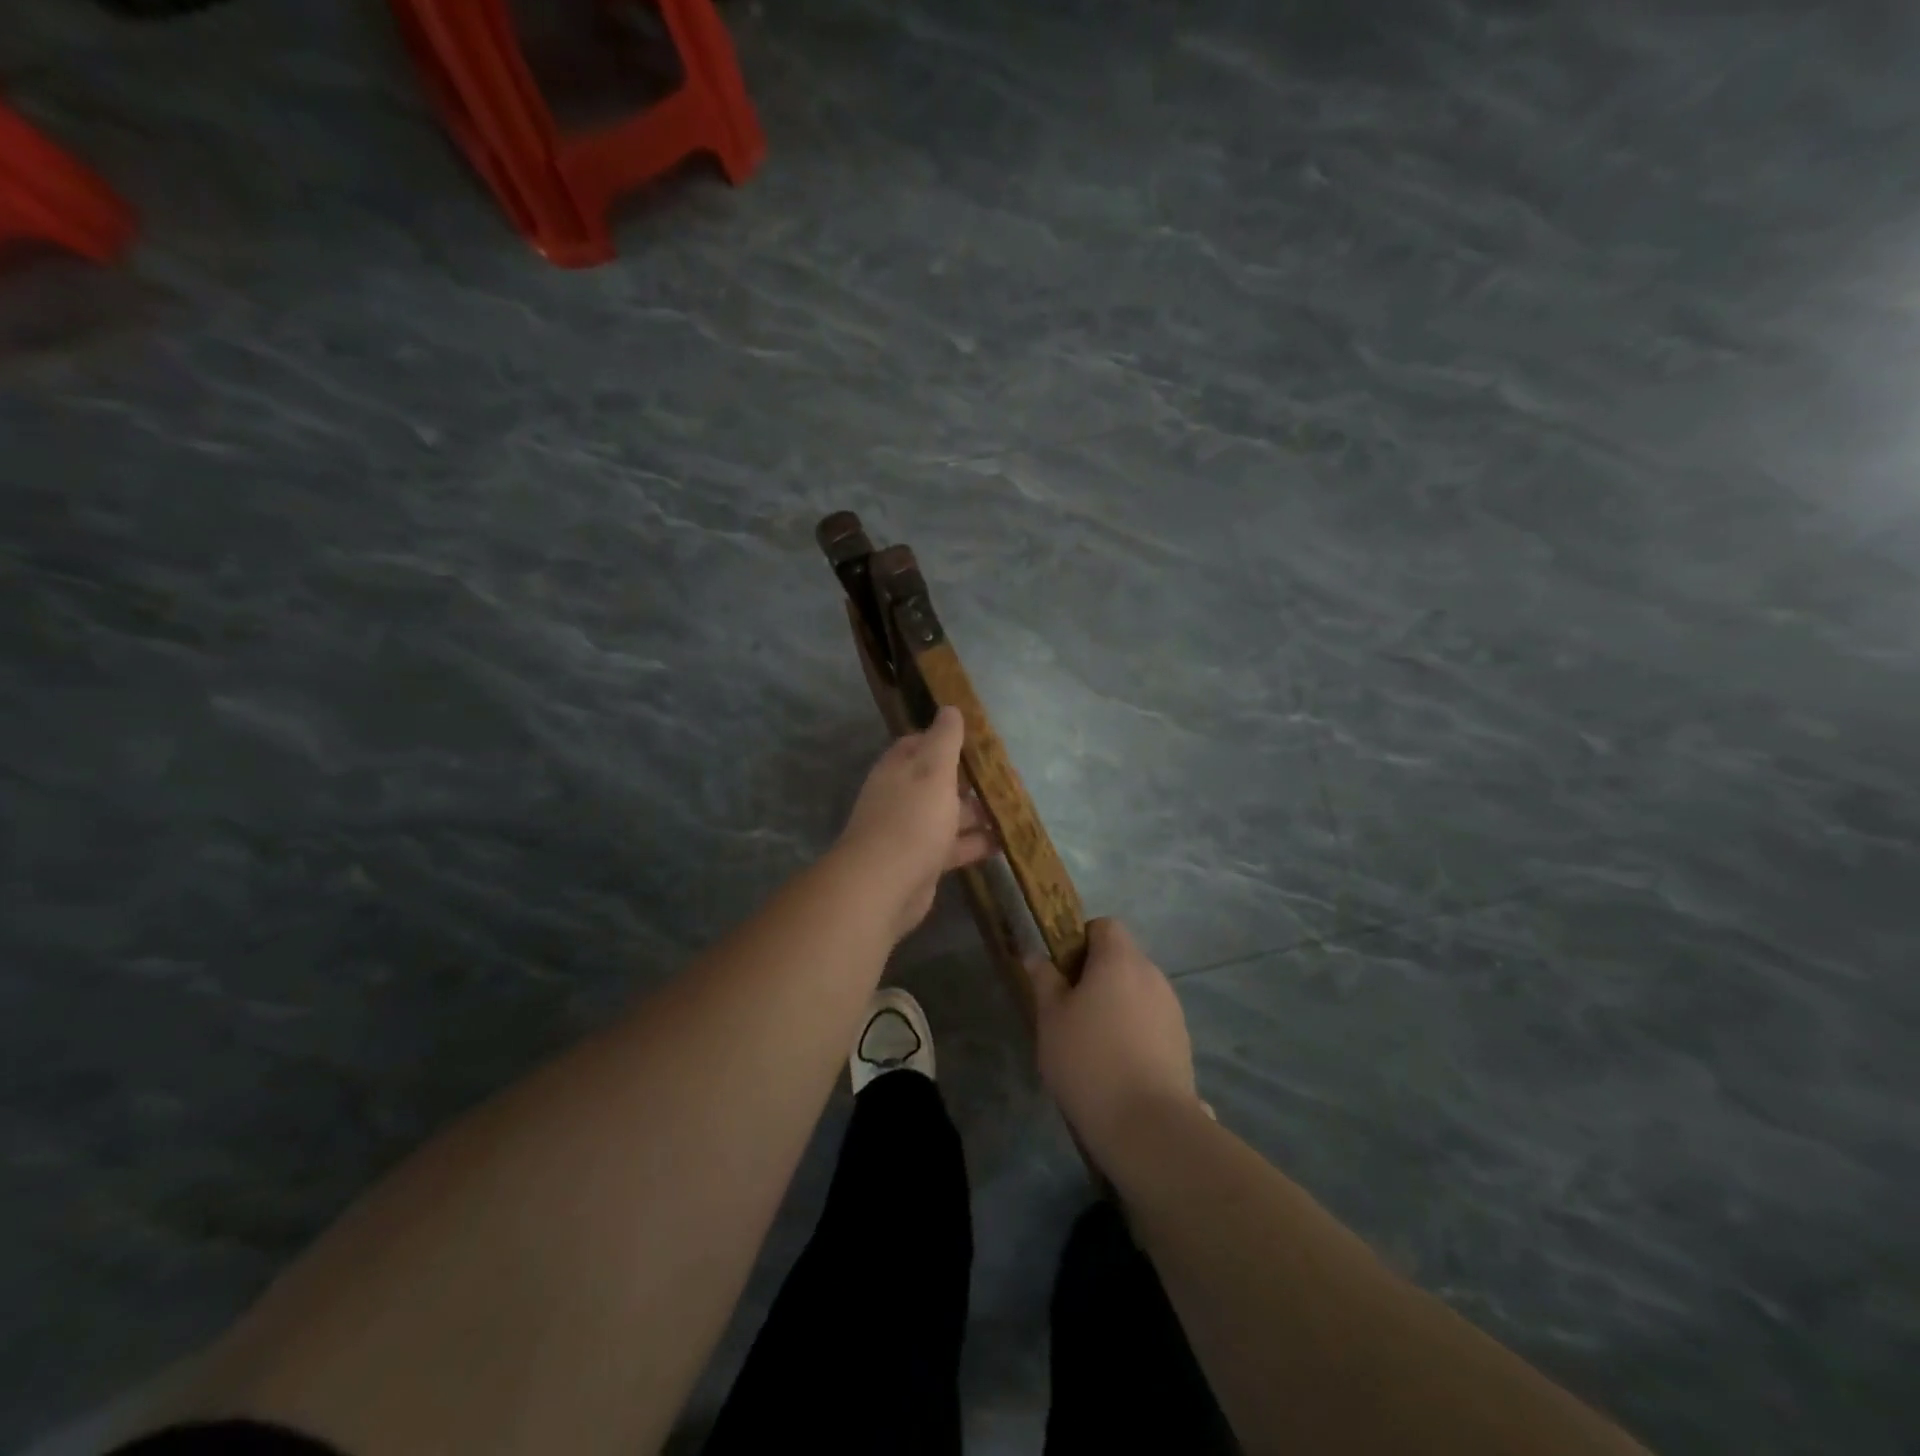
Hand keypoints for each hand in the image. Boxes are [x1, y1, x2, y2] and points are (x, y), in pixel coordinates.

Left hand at [835, 706, 995, 943]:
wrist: (885, 885)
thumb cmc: (912, 818)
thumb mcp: (933, 770)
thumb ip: (944, 739)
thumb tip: (950, 708)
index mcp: (899, 769)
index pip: (919, 744)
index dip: (946, 739)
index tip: (977, 740)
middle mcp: (902, 796)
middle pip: (939, 781)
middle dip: (970, 779)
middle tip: (1008, 776)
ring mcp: (912, 831)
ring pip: (950, 815)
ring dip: (978, 812)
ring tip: (1014, 808)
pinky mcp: (924, 862)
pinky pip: (955, 846)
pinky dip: (977, 843)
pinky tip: (1005, 842)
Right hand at [1029, 919, 1199, 1159]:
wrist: (1147, 1125)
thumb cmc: (1088, 1060)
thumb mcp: (1051, 1018)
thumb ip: (1044, 980)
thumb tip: (1035, 955)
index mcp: (1120, 959)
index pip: (1104, 925)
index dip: (1081, 940)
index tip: (1063, 972)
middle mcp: (1151, 974)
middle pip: (1122, 958)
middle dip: (1097, 975)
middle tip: (1070, 1010)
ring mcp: (1172, 1008)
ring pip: (1137, 990)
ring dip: (1117, 1003)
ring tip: (1094, 1043)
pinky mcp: (1182, 1041)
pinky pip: (1152, 1019)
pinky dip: (1135, 1029)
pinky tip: (1119, 1065)